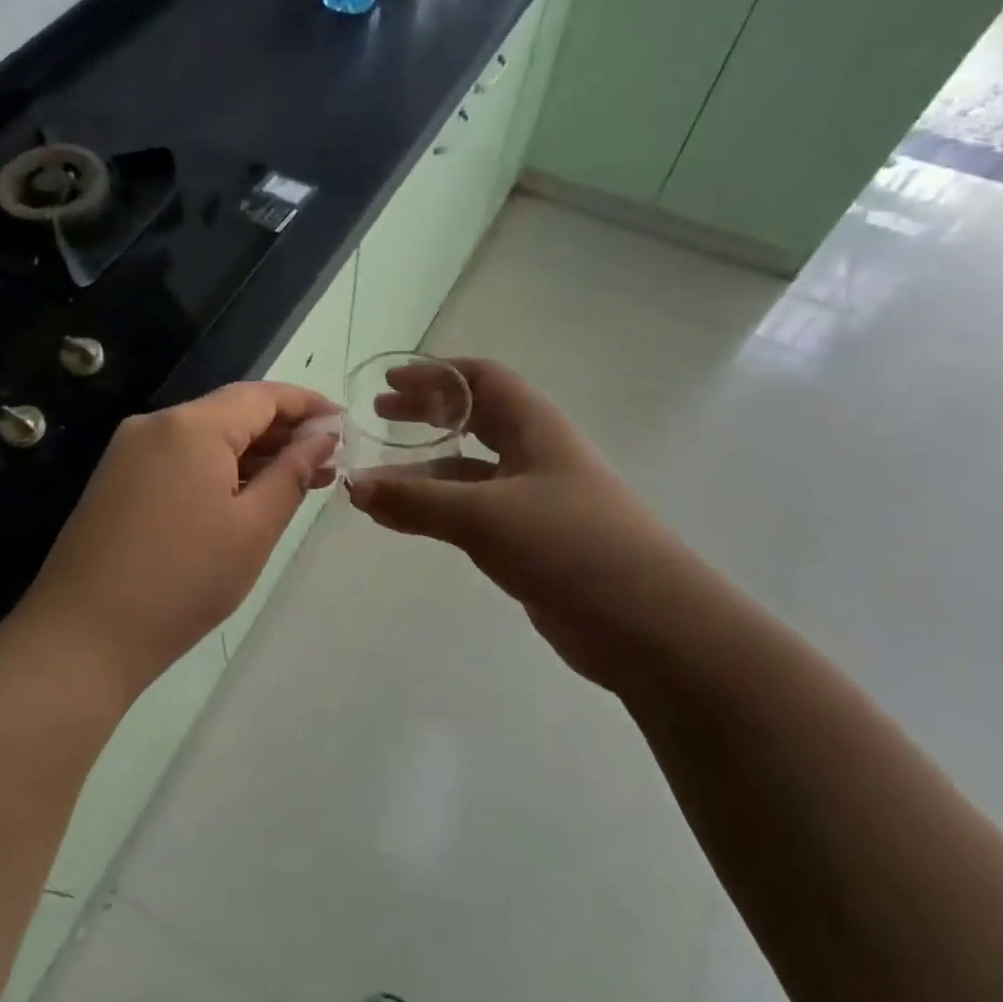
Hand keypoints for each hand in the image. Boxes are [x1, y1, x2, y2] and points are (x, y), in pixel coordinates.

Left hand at [15, 382, 338, 698]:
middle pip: (232, 412)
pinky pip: (179, 459)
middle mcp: (156, 424)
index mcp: (191, 425)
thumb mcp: (253, 527)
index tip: (344, 424)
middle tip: (327, 463)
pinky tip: (245, 496)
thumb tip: (323, 436)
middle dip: (282, 432)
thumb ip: (292, 472)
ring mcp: (130, 451)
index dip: (307, 404)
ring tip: (297, 482)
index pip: (262, 395)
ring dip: (252, 454)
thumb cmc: (183, 582)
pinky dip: (217, 470)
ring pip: (205, 437)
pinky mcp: (117, 479)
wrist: (82, 637)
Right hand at [347, 358, 697, 686]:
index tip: (390, 382)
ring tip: (371, 483)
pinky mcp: (530, 543)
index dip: (435, 375)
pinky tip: (398, 522)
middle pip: (473, 420)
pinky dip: (433, 511)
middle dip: (425, 414)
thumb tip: (352, 486)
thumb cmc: (571, 546)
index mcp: (535, 428)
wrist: (650, 626)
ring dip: (420, 472)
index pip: (482, 380)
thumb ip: (417, 501)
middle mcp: (535, 456)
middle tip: (379, 416)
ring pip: (467, 473)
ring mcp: (534, 501)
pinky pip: (471, 514)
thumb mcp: (486, 515)